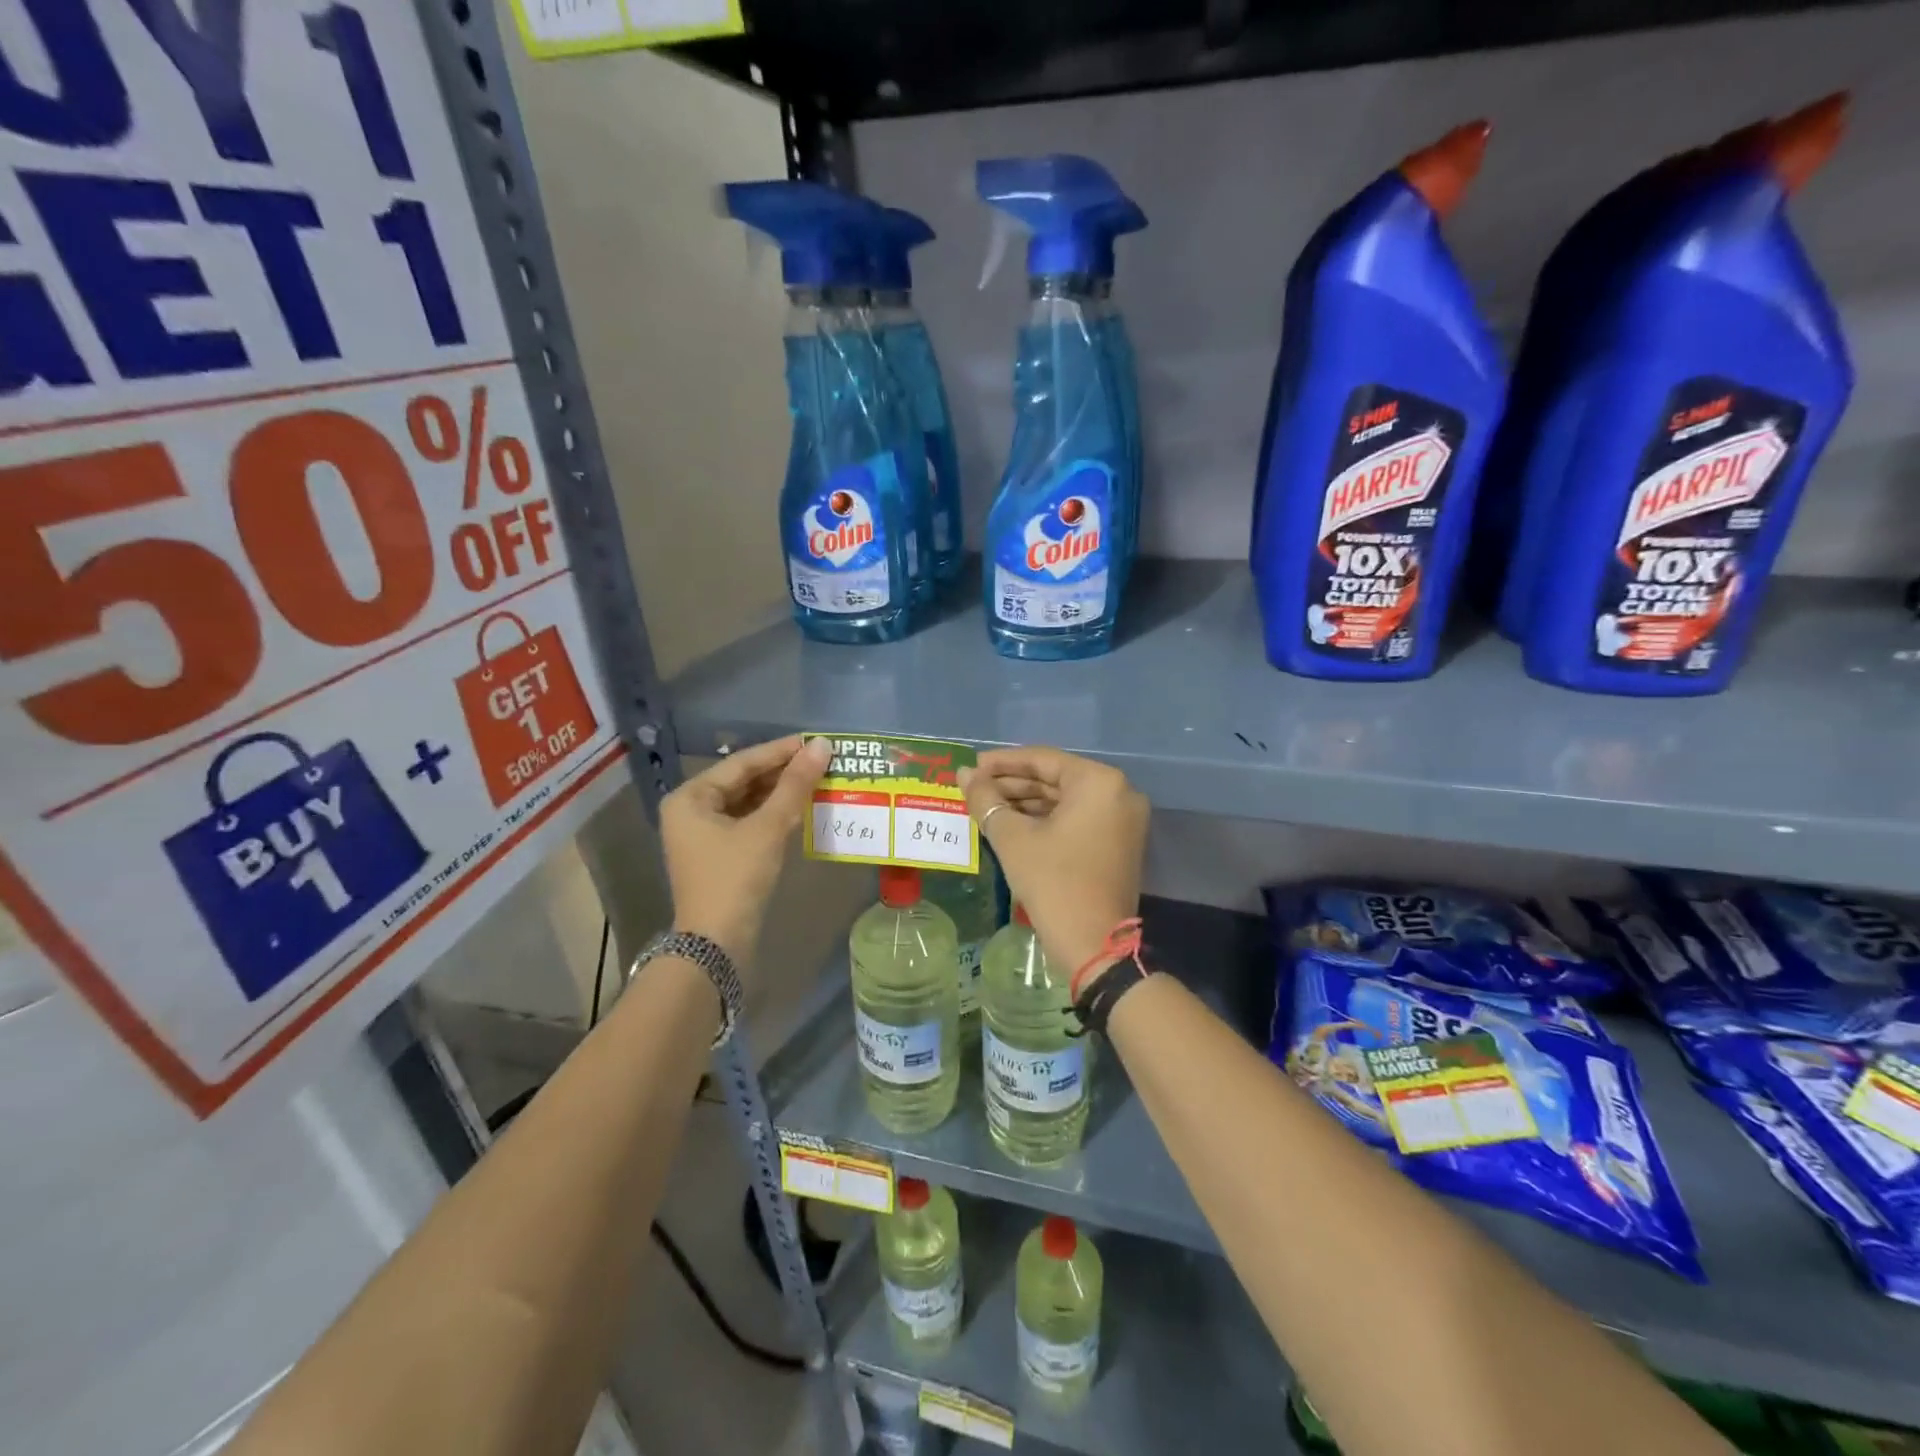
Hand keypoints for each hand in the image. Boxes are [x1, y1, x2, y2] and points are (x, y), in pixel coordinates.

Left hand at [660, 735, 830, 965]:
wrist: (716, 945)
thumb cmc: (735, 879)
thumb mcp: (767, 828)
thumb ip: (794, 785)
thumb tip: (822, 746)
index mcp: (690, 797)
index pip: (742, 762)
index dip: (781, 751)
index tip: (815, 741)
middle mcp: (691, 810)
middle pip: (743, 781)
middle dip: (782, 772)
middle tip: (821, 760)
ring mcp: (704, 834)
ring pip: (748, 802)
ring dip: (781, 792)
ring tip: (817, 779)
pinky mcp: (720, 854)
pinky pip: (749, 822)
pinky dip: (774, 814)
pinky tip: (801, 808)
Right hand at [962, 746, 1148, 976]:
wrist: (1094, 946)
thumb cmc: (1053, 882)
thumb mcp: (1013, 838)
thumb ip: (986, 799)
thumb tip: (964, 774)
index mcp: (1099, 782)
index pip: (1043, 760)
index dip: (1002, 763)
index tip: (971, 767)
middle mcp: (1119, 792)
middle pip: (1055, 779)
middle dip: (1012, 784)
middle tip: (973, 788)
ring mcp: (1123, 819)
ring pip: (1065, 800)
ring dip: (1025, 803)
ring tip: (985, 806)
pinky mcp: (1118, 842)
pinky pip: (1077, 819)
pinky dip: (1045, 820)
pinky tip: (1010, 824)